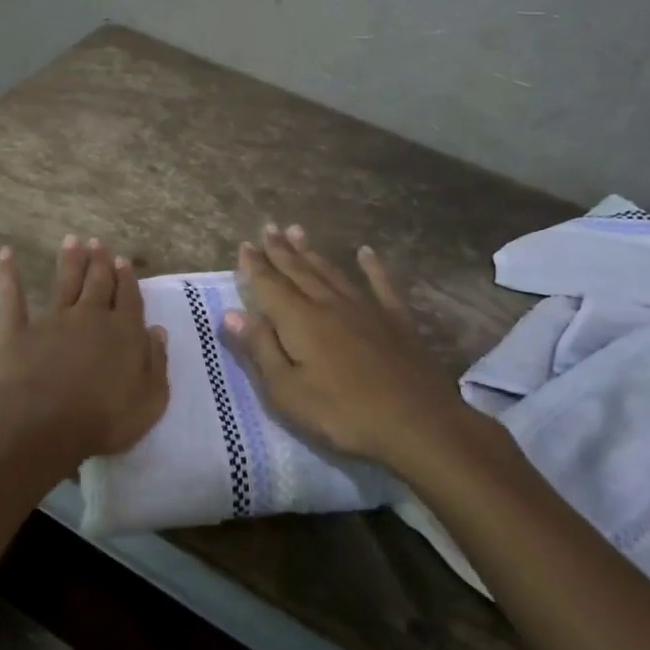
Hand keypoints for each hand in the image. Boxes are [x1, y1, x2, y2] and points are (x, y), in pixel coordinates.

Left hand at [0, 235, 168, 472]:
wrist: (44, 425)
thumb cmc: (103, 419)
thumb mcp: (149, 400)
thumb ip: (156, 362)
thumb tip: (157, 330)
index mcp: (123, 331)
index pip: (129, 298)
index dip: (127, 279)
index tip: (123, 261)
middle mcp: (89, 316)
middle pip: (98, 282)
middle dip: (100, 262)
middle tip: (98, 242)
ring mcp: (52, 320)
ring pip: (64, 282)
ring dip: (69, 260)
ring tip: (72, 240)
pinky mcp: (18, 331)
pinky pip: (11, 298)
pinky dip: (8, 275)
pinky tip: (6, 254)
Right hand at [222, 224, 475, 470]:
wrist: (417, 422)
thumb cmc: (342, 413)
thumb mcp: (286, 391)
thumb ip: (259, 349)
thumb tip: (231, 313)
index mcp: (300, 321)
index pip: (270, 286)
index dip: (255, 266)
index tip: (245, 246)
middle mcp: (329, 304)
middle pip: (299, 271)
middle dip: (280, 250)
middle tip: (268, 228)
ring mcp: (366, 309)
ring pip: (332, 272)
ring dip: (313, 252)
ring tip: (298, 231)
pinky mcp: (396, 320)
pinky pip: (381, 284)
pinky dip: (372, 267)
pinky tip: (366, 253)